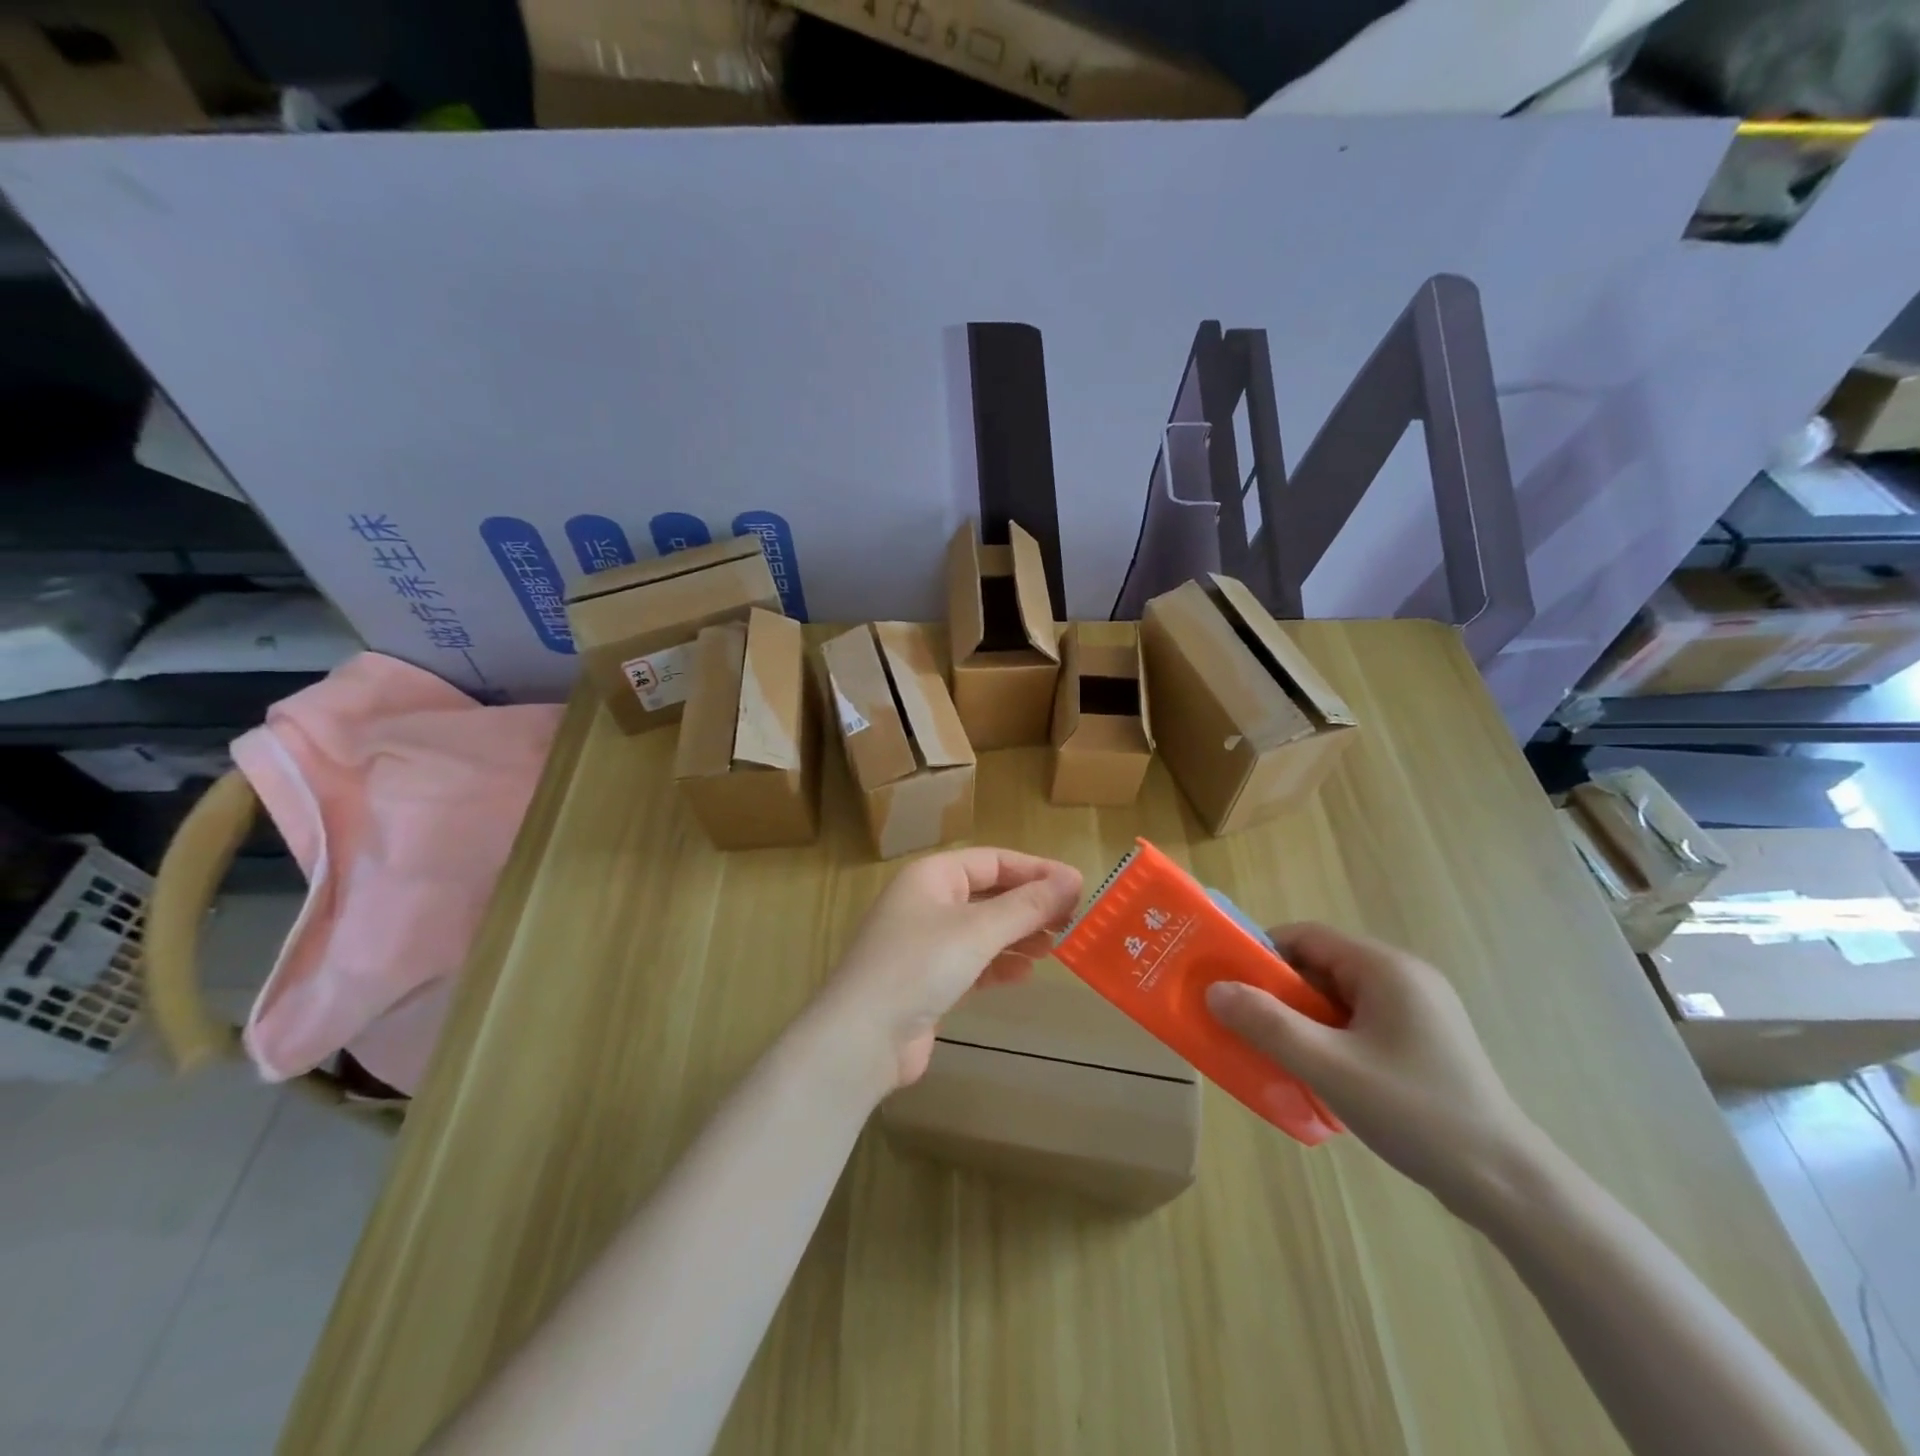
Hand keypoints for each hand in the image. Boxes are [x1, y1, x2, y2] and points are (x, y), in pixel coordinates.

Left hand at [819, 848, 1082, 1090]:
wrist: (861, 1039)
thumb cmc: (919, 966)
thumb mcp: (978, 930)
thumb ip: (1027, 905)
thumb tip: (1073, 879)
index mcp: (932, 876)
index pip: (993, 860)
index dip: (1036, 870)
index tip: (1078, 886)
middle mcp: (926, 902)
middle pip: (989, 894)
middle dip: (1030, 905)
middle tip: (1074, 920)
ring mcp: (924, 943)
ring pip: (982, 929)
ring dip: (1018, 935)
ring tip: (1056, 947)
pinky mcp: (927, 981)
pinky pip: (972, 962)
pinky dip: (999, 965)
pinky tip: (1024, 975)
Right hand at [1205, 923, 1541, 1210]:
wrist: (1507, 1185)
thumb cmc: (1415, 1113)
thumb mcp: (1329, 1067)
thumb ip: (1267, 1024)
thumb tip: (1214, 989)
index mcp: (1385, 968)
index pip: (1306, 936)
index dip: (1262, 953)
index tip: (1230, 984)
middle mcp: (1404, 977)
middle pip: (1322, 965)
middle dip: (1280, 991)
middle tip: (1247, 1023)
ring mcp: (1420, 1010)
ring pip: (1339, 996)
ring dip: (1303, 1018)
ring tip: (1277, 1052)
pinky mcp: (1425, 1041)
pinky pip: (1360, 1021)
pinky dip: (1330, 1036)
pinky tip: (1320, 1073)